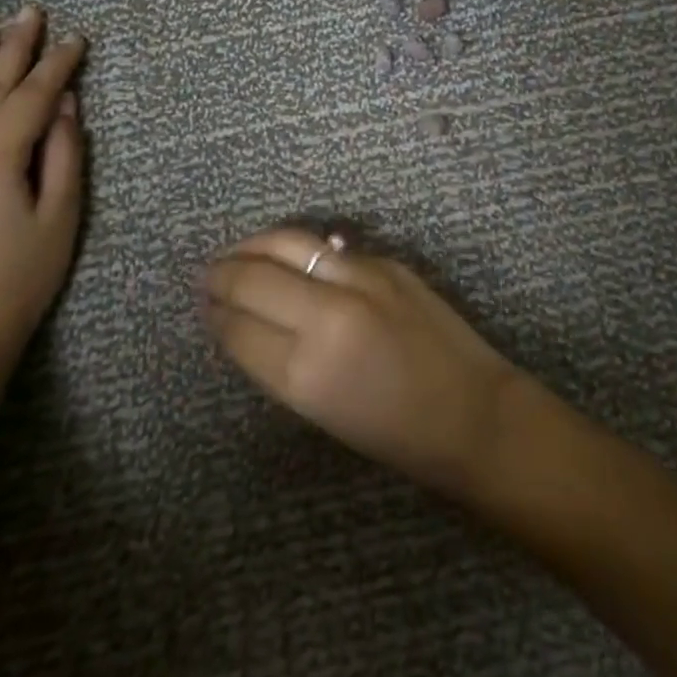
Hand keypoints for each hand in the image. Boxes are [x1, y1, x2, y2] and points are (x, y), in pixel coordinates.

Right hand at [204, 227, 519, 497]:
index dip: (215, 315)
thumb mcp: (320, 410)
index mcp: (305, 371)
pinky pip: (326, 247)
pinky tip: (286, 254)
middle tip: (207, 275)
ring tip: (236, 253)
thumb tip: (243, 323)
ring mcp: (360, 279)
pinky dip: (297, 248)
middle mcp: (327, 314)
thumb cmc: (394, 432)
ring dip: (253, 246)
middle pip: (254, 278)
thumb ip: (278, 361)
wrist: (471, 413)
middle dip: (222, 275)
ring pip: (288, 243)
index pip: (238, 328)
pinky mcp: (385, 262)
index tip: (204, 306)